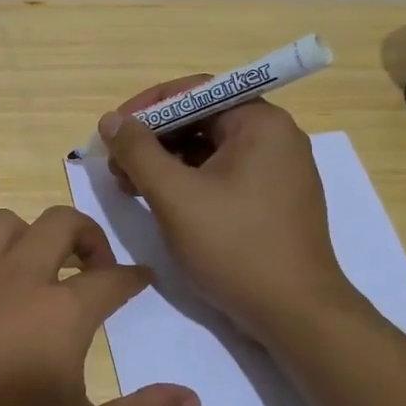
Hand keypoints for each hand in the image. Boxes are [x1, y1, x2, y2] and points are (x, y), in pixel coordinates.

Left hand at [0, 206, 199, 405]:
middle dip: (86, 233)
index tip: (142, 281)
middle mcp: (17, 278)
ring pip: (3, 223)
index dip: (133, 277)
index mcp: (61, 311)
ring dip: (28, 235)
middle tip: (93, 265)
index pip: (111, 278)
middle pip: (59, 223)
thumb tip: (190, 398)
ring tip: (35, 266)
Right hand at [99, 80, 353, 337]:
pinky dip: (186, 181)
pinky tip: (158, 201)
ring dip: (164, 161)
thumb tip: (111, 119)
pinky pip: (220, 174)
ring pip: (207, 149)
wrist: (295, 315)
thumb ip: (138, 151)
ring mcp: (276, 171)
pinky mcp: (270, 200)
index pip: (195, 91)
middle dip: (152, 138)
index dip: (147, 106)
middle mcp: (274, 138)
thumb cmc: (234, 246)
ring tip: (129, 186)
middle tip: (116, 164)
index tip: (114, 130)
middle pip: (200, 119)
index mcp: (260, 123)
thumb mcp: (174, 195)